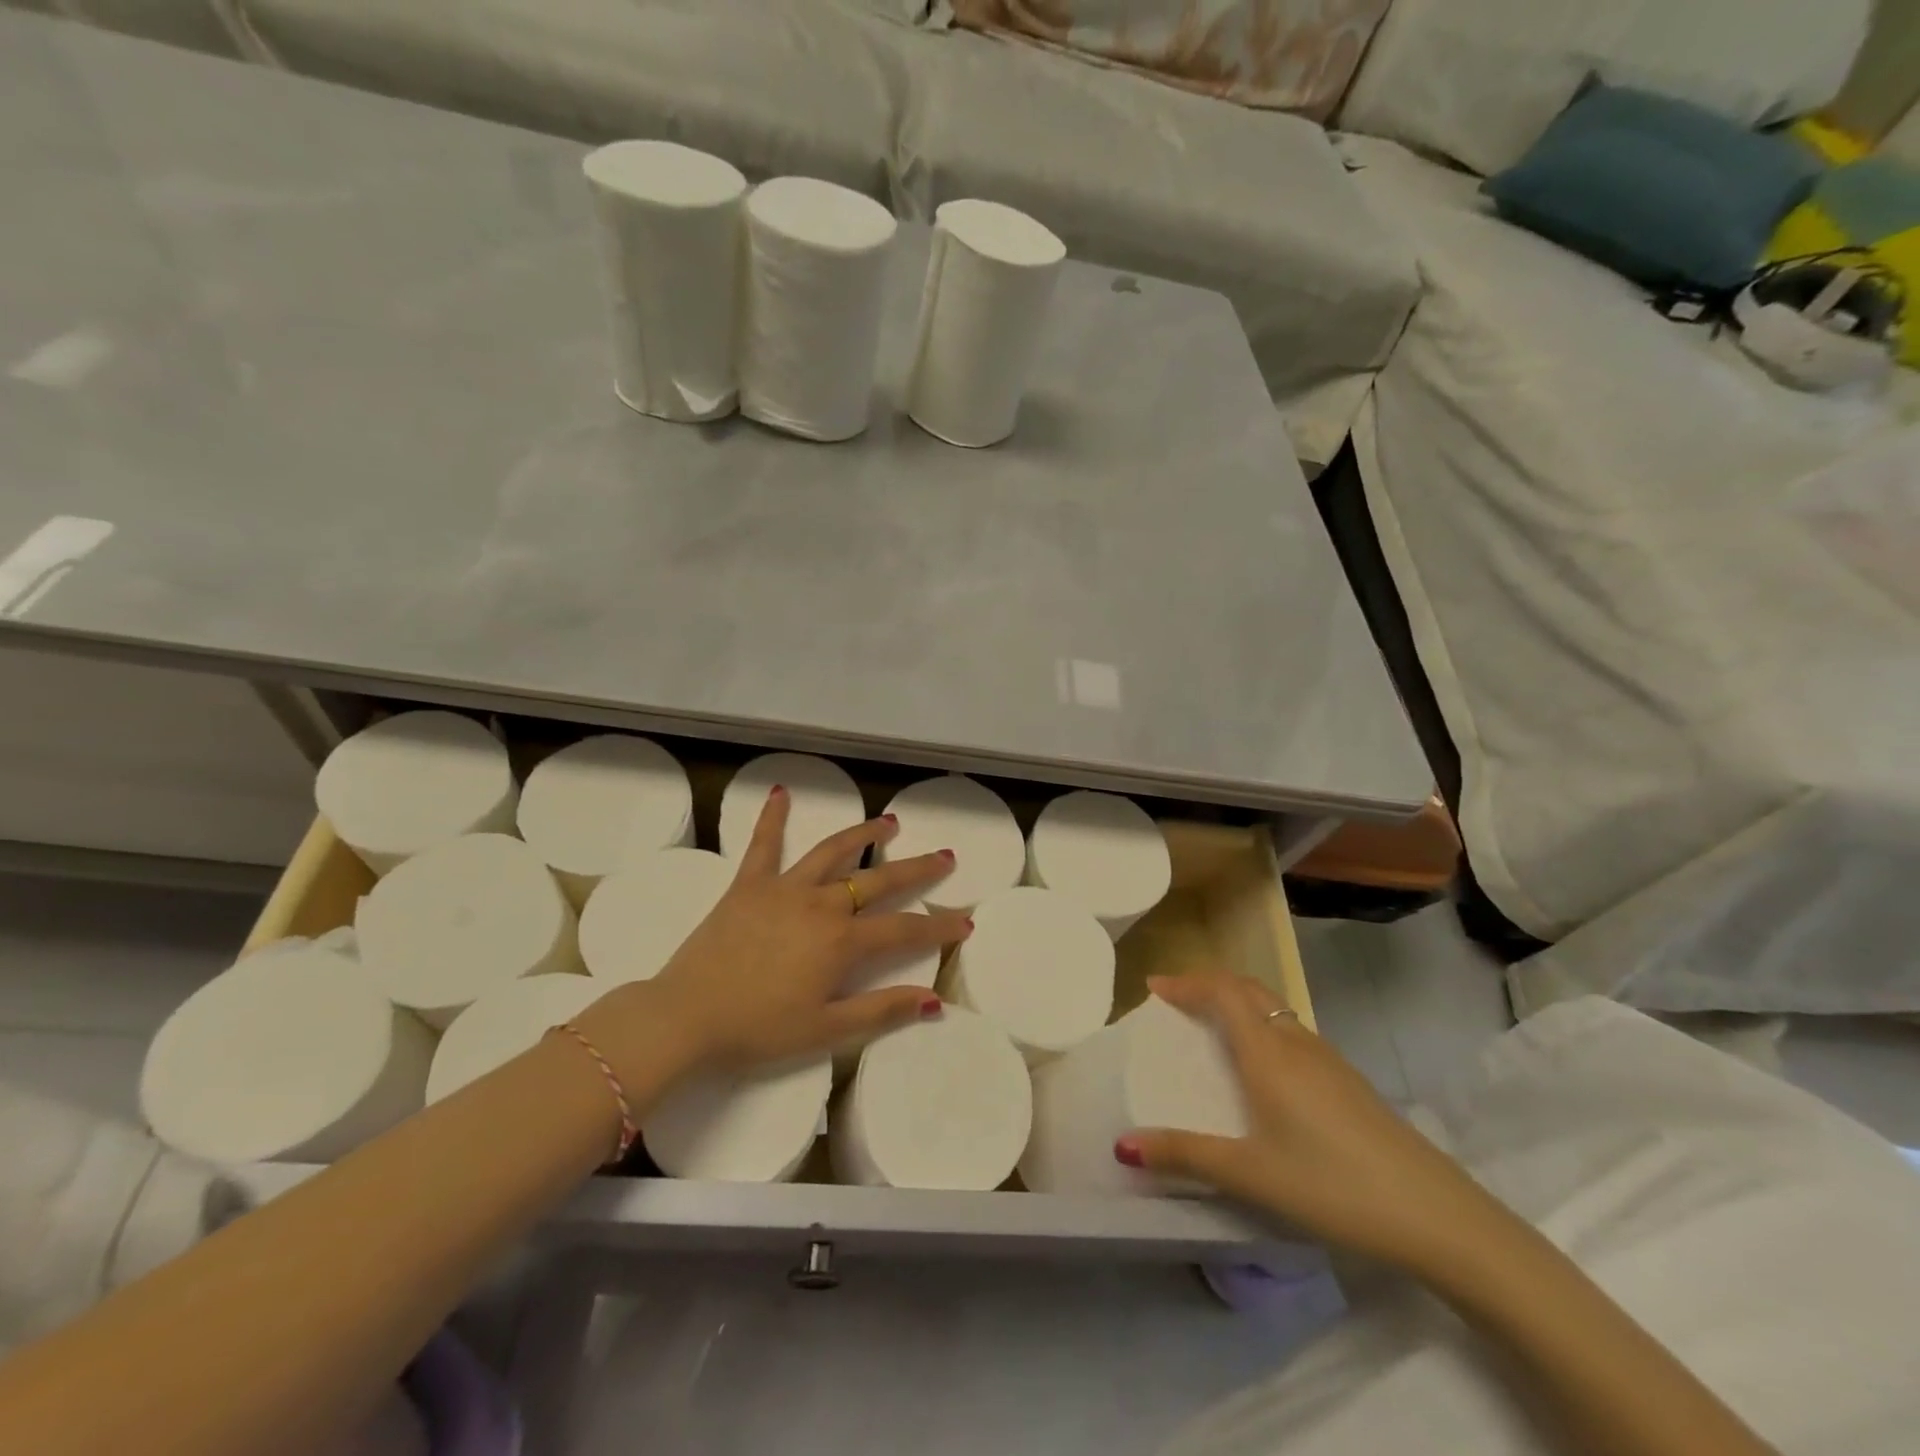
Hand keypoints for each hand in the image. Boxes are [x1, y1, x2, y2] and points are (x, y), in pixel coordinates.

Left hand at [580, 786, 971, 1082]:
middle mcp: (821, 904)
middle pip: (879, 881)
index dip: (938, 927)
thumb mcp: (826, 1029)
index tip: (965, 921)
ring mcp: (784, 888)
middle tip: (945, 857)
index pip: (904, 930)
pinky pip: (763, 844)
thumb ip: (882, 1010)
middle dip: (917, 869)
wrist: (685, 1016)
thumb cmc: (757, 1028)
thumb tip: (934, 1000)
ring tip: (890, 823)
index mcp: (842, 942)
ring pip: (833, 852)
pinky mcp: (749, 884)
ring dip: (864, 835)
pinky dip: (772, 817)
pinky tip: (782, 792)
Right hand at [1116, 974, 1503, 1275]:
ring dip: (1238, 1002)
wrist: (1438, 1216)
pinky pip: (1292, 1031)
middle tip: (1178, 999)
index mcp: (1268, 1052)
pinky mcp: (1349, 1081)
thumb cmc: (1332, 1185)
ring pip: (1273, 1009)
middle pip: (1248, 989)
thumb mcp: (1251, 1175)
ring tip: (1212, 1026)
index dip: (1186, 982)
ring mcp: (1328, 1059)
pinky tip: (1262, 1068)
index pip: (1222, 991)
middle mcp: (1296, 1042)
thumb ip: (1185, 1155)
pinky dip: (1262, 1026)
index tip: (1154, 987)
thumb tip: (1123, 1145)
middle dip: (1209, 984)